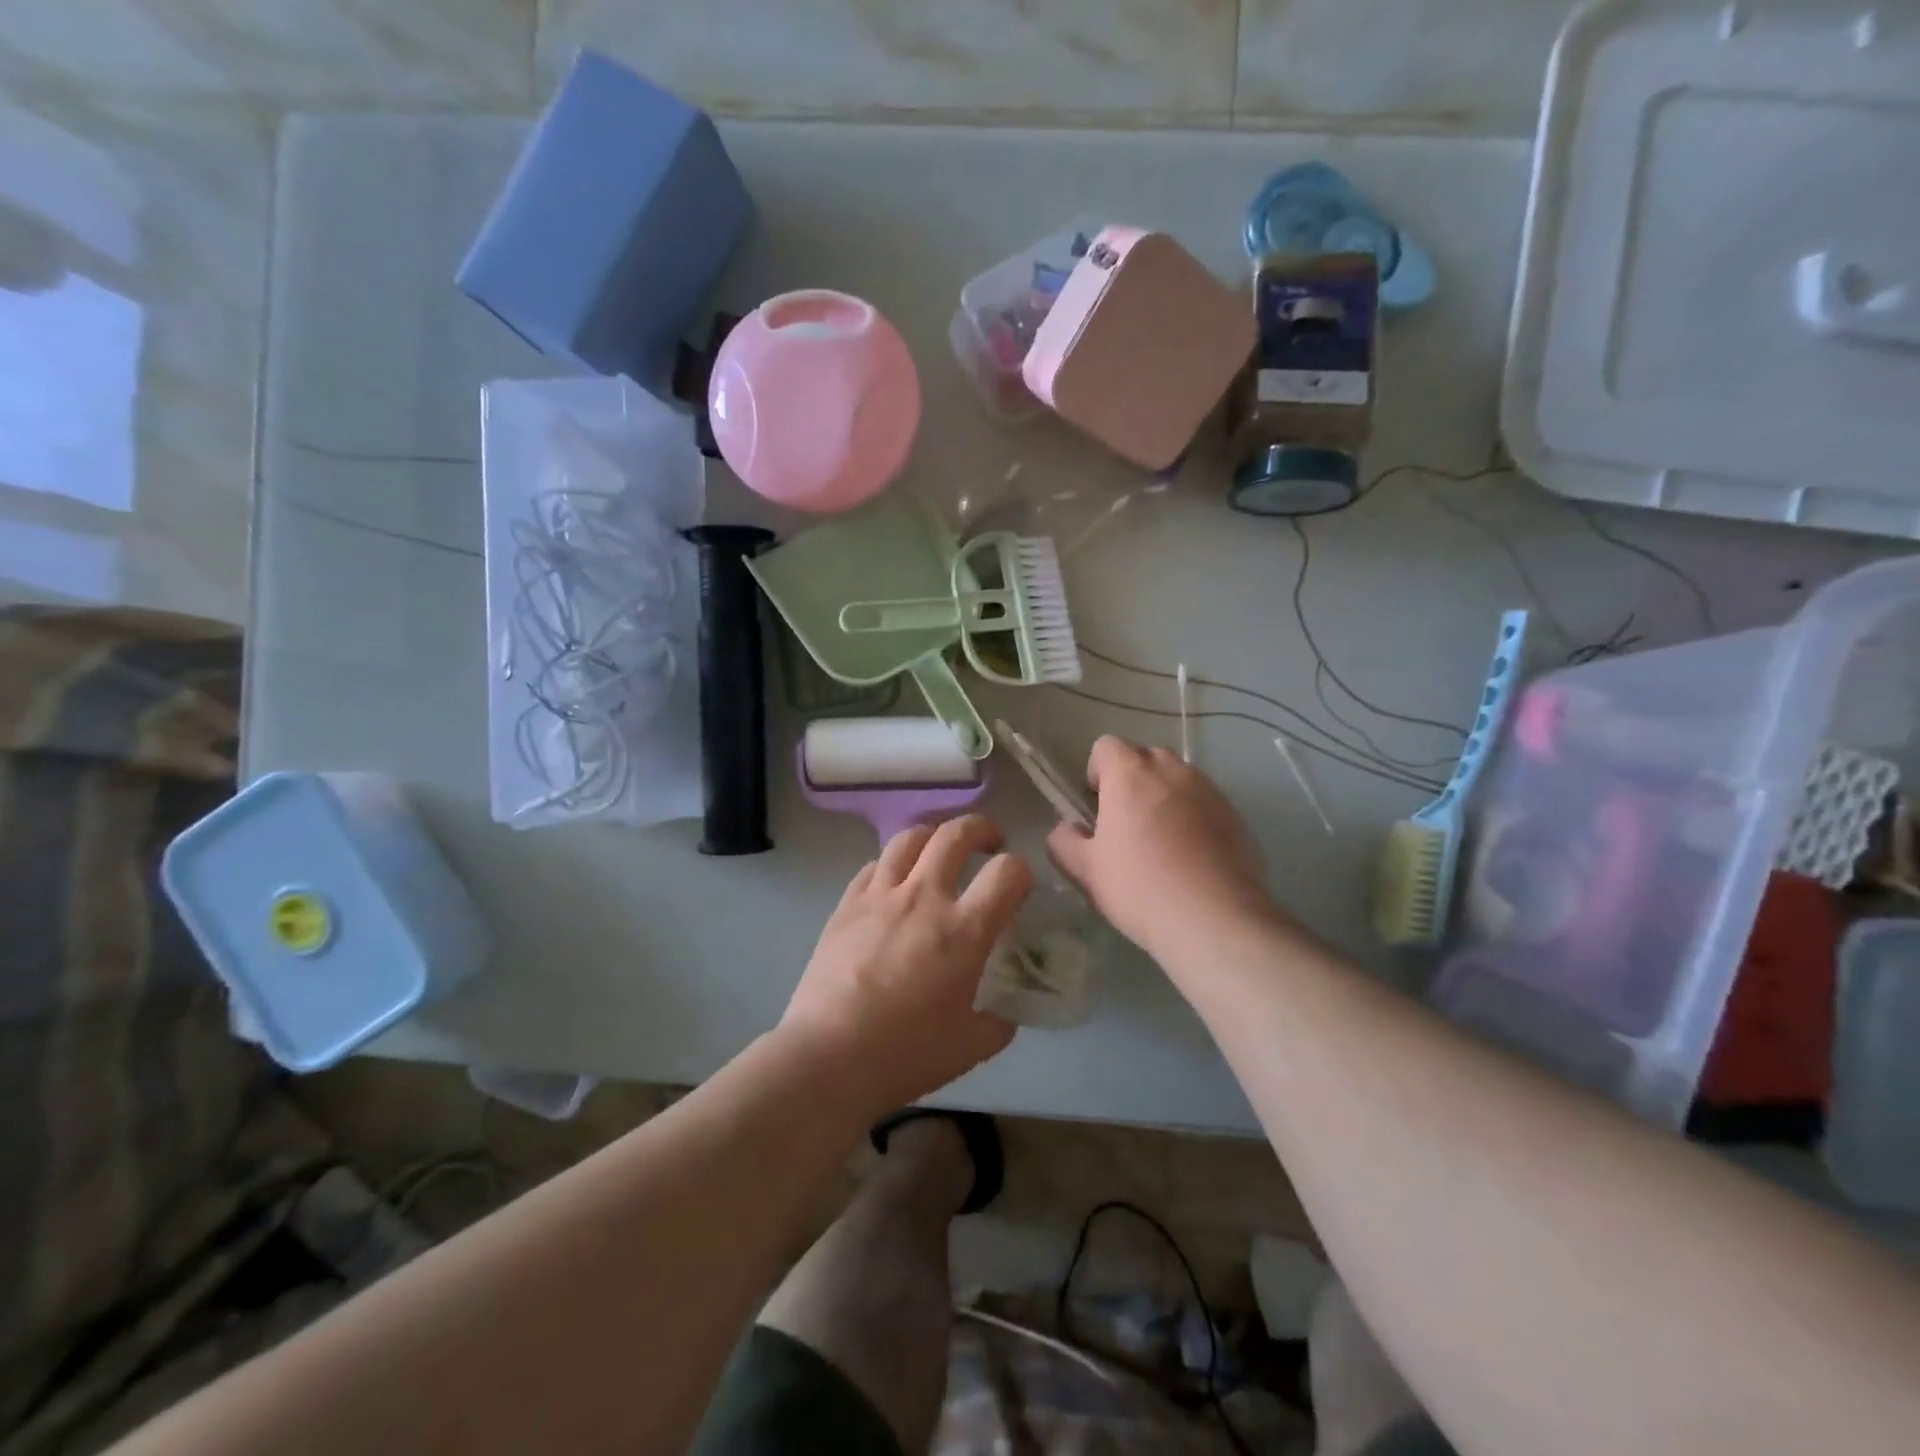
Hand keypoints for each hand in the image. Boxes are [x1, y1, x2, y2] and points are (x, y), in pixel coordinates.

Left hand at [781, 815, 1031, 1115]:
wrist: (828, 1056)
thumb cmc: (905, 1054)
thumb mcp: (969, 1048)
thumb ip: (996, 1023)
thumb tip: (1004, 1014)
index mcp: (964, 930)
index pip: (1008, 872)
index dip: (1021, 871)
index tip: (1018, 886)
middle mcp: (924, 897)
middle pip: (957, 834)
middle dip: (981, 829)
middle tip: (988, 844)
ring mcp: (880, 896)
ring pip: (910, 838)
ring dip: (933, 837)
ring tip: (938, 854)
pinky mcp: (846, 904)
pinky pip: (874, 865)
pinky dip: (892, 865)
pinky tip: (894, 884)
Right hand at [1047, 736, 1274, 957]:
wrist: (1214, 920)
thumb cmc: (1139, 887)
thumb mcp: (1084, 870)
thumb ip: (1063, 841)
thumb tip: (1066, 829)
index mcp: (1130, 774)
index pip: (1106, 745)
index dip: (1097, 771)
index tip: (1097, 806)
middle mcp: (1172, 770)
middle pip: (1145, 757)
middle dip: (1133, 780)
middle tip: (1126, 824)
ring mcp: (1209, 790)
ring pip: (1178, 779)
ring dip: (1165, 797)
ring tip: (1162, 842)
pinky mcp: (1236, 815)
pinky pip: (1205, 803)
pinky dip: (1194, 818)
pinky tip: (1191, 858)